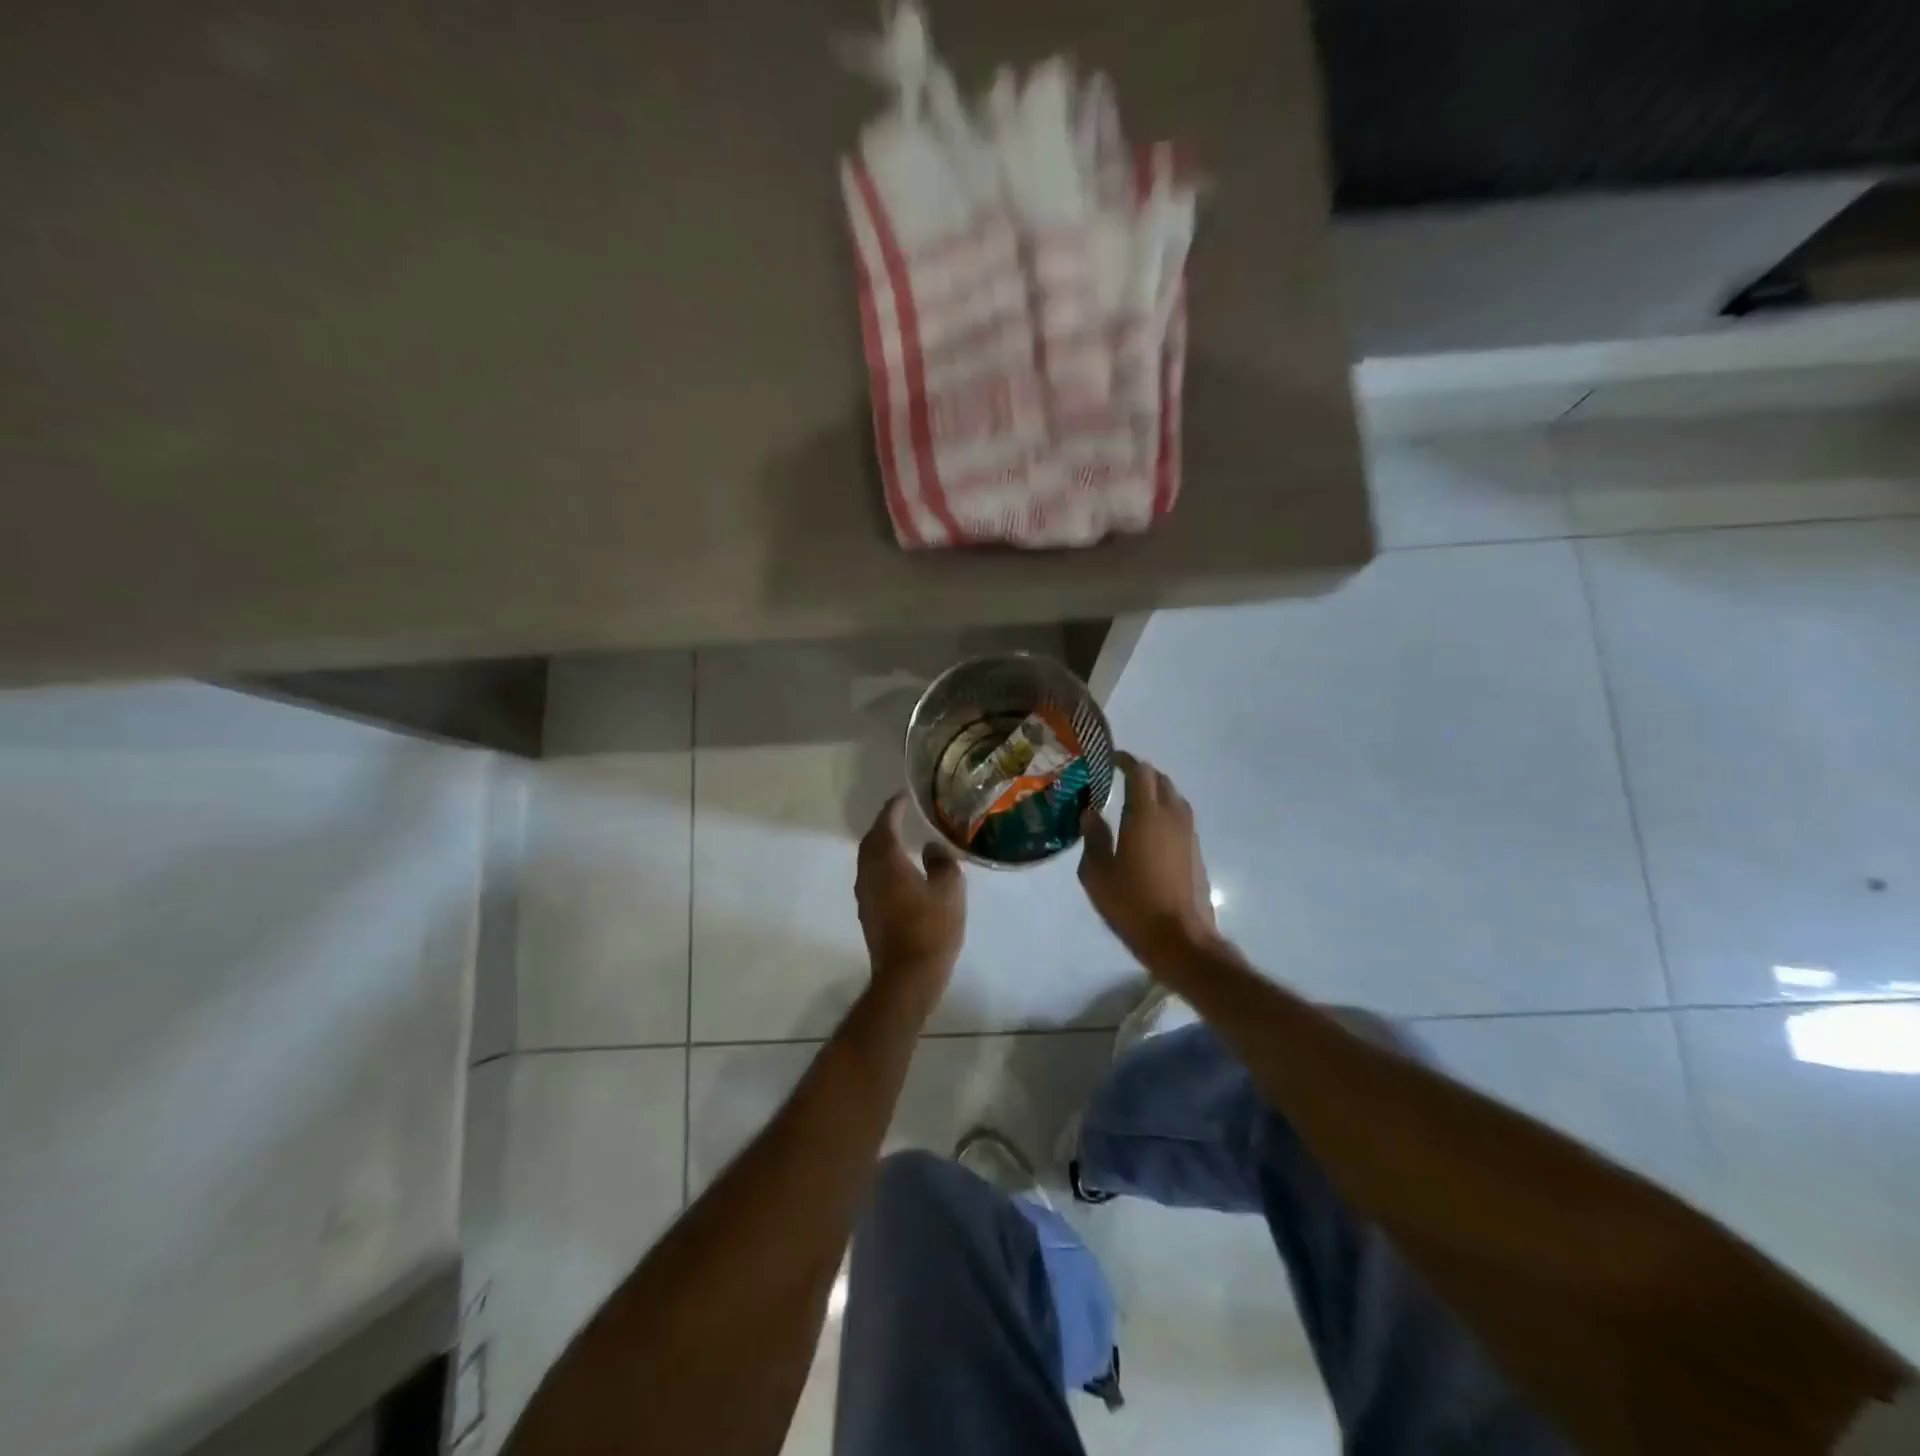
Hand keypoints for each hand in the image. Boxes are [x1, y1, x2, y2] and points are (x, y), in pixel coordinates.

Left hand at [856, 795, 965, 1012]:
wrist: (907, 976)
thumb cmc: (931, 929)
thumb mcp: (949, 890)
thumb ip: (942, 862)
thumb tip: (932, 847)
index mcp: (887, 862)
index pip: (886, 825)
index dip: (894, 808)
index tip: (904, 797)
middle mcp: (869, 874)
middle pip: (871, 841)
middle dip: (884, 825)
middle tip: (901, 815)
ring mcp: (865, 895)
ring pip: (868, 860)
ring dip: (882, 846)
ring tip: (901, 839)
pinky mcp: (868, 913)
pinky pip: (872, 877)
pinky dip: (883, 865)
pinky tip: (899, 871)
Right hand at [1079, 751, 1217, 968]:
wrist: (1180, 940)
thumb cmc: (1132, 905)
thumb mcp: (1097, 874)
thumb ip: (1094, 838)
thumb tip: (1091, 813)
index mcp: (1145, 815)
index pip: (1140, 772)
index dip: (1125, 761)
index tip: (1109, 760)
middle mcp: (1171, 817)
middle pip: (1160, 780)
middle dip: (1140, 774)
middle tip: (1118, 780)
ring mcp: (1188, 834)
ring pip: (1174, 798)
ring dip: (1156, 792)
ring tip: (1133, 802)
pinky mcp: (1195, 852)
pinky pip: (1180, 818)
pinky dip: (1165, 812)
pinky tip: (1149, 830)